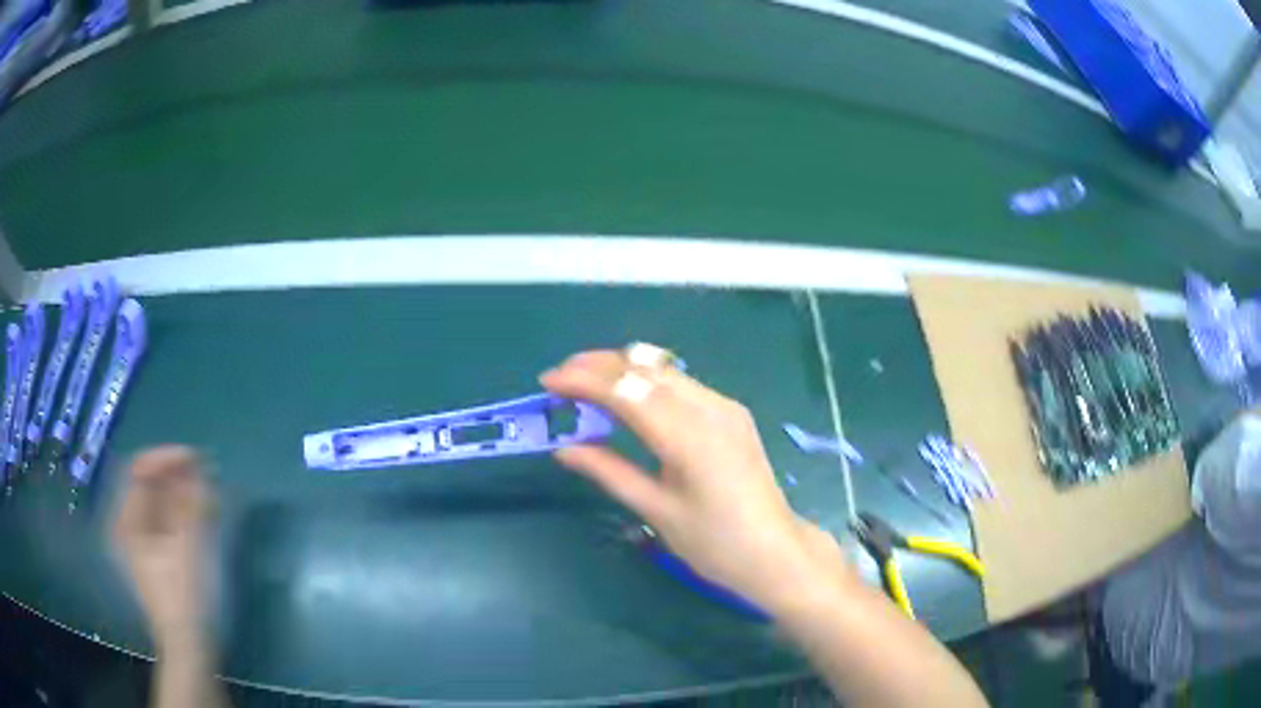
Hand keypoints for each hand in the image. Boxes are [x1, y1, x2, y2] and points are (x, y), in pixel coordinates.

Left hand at [112, 446, 213, 650]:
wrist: (190, 647)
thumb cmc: (184, 597)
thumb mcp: (188, 548)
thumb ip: (192, 504)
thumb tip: (199, 467)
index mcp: (127, 521)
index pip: (139, 469)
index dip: (166, 458)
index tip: (196, 458)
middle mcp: (128, 526)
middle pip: (149, 485)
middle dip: (177, 476)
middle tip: (206, 474)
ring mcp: (141, 544)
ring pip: (159, 503)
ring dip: (183, 493)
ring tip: (209, 492)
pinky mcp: (157, 558)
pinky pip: (166, 521)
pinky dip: (183, 512)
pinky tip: (202, 514)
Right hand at [541, 348, 854, 612]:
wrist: (773, 550)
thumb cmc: (713, 542)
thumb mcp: (655, 510)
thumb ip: (608, 471)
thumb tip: (563, 448)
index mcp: (688, 437)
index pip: (626, 390)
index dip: (582, 380)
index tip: (547, 382)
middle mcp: (709, 408)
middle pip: (644, 368)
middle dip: (597, 365)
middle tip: (559, 378)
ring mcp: (724, 406)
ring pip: (664, 370)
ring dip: (621, 369)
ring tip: (584, 384)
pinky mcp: (731, 412)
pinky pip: (681, 383)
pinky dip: (646, 380)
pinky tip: (627, 398)